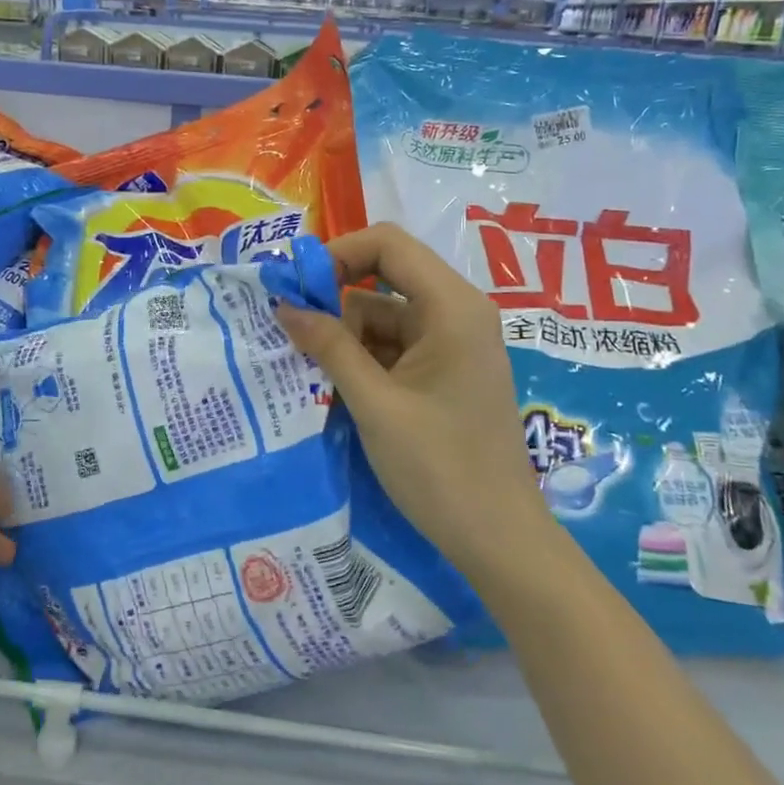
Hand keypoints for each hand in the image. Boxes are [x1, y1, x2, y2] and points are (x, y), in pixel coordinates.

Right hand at [274, 224, 543, 575]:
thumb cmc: (440, 468)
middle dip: (334, 299)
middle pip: (385, 277)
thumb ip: (329, 347)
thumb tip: (284, 305)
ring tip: (303, 363)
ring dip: (344, 334)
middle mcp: (457, 312)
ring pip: (384, 314)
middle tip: (289, 329)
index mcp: (452, 306)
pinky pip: (396, 345)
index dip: (337, 254)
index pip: (388, 244)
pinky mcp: (446, 370)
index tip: (296, 288)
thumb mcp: (374, 404)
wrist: (499, 540)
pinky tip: (331, 381)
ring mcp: (453, 342)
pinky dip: (363, 356)